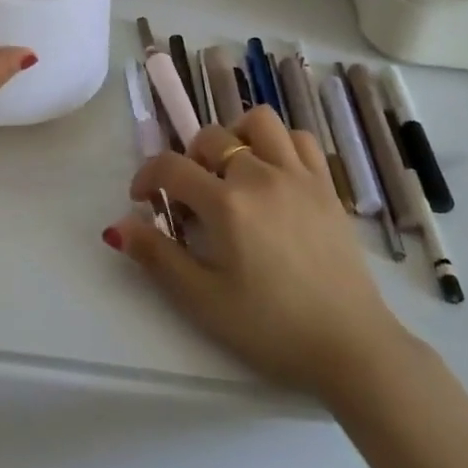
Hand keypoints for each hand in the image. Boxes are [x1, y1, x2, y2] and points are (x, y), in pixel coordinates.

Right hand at [106, 105, 403, 400]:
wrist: (350, 346)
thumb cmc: (271, 329)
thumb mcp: (204, 301)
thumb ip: (158, 257)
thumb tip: (118, 227)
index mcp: (227, 204)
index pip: (171, 167)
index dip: (147, 177)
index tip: (142, 200)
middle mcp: (260, 175)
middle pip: (211, 137)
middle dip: (188, 159)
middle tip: (191, 198)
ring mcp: (298, 175)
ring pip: (259, 122)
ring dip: (236, 136)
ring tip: (232, 169)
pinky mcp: (326, 185)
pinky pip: (300, 139)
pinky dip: (280, 144)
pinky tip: (273, 173)